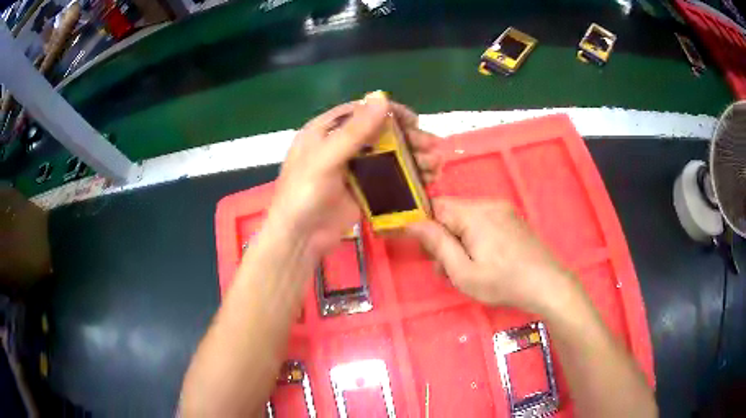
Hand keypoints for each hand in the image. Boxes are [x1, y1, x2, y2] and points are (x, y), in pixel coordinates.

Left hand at [266, 93, 441, 256]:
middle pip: (379, 134)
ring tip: (436, 165)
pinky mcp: (361, 191)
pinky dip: (406, 178)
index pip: (361, 112)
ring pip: (387, 156)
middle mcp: (339, 146)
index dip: (389, 112)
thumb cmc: (304, 195)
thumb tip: (381, 97)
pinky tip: (425, 180)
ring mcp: (351, 169)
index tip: (415, 121)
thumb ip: (354, 131)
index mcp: (324, 131)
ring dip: (412, 159)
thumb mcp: (326, 159)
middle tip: (433, 146)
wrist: (299, 239)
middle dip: (408, 139)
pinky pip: (387, 178)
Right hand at [406, 197, 575, 313]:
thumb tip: (413, 223)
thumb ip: (437, 245)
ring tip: (467, 268)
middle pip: (452, 213)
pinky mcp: (512, 218)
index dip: (424, 226)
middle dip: (443, 238)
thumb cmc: (503, 283)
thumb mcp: (464, 272)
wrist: (548, 285)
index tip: (426, 251)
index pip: (435, 207)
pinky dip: (475, 237)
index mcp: (475, 214)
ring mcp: (503, 210)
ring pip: (467, 218)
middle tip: (448, 268)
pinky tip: (484, 259)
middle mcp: (489, 204)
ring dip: (459, 239)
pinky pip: (483, 221)